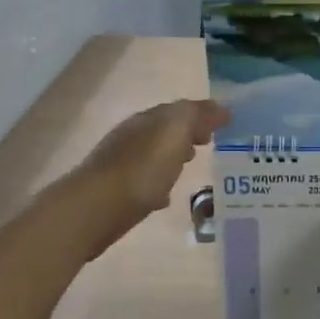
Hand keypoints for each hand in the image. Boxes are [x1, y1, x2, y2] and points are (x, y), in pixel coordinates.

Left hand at [69, 98, 228, 257]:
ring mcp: (121, 164)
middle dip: (187, 133)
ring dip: (172, 157)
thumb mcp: (174, 133)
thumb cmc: (140, 170)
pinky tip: (166, 196)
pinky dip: (158, 183)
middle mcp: (132, 137)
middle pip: (164, 130)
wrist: (94, 210)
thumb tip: (220, 108)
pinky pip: (144, 181)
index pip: (178, 109)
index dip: (201, 114)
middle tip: (209, 143)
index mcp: (147, 120)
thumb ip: (196, 116)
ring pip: (154, 155)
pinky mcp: (116, 192)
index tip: (224, 124)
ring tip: (190, 167)